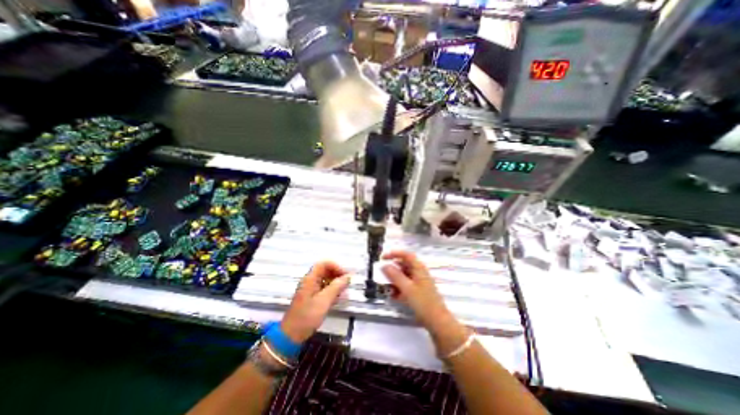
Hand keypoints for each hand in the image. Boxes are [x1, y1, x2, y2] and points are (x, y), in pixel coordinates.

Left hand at [281, 262, 349, 342]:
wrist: (291, 336)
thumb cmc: (307, 316)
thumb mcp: (324, 301)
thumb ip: (337, 287)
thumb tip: (348, 276)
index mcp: (310, 279)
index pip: (324, 264)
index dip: (336, 266)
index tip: (345, 275)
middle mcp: (310, 281)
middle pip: (325, 271)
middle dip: (337, 274)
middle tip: (347, 283)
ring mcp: (311, 290)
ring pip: (326, 280)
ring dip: (336, 283)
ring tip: (344, 291)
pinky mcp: (312, 298)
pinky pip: (324, 289)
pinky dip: (332, 291)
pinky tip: (338, 298)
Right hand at [384, 252, 453, 331]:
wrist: (437, 321)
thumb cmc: (423, 302)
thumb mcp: (407, 288)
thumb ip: (395, 276)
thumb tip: (384, 266)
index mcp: (418, 268)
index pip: (406, 255)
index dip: (394, 254)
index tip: (383, 258)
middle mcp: (419, 272)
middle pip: (403, 265)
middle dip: (392, 269)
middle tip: (382, 274)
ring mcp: (418, 282)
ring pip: (403, 276)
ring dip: (394, 280)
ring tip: (386, 287)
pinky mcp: (417, 291)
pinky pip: (405, 285)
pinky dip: (398, 288)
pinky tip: (393, 296)